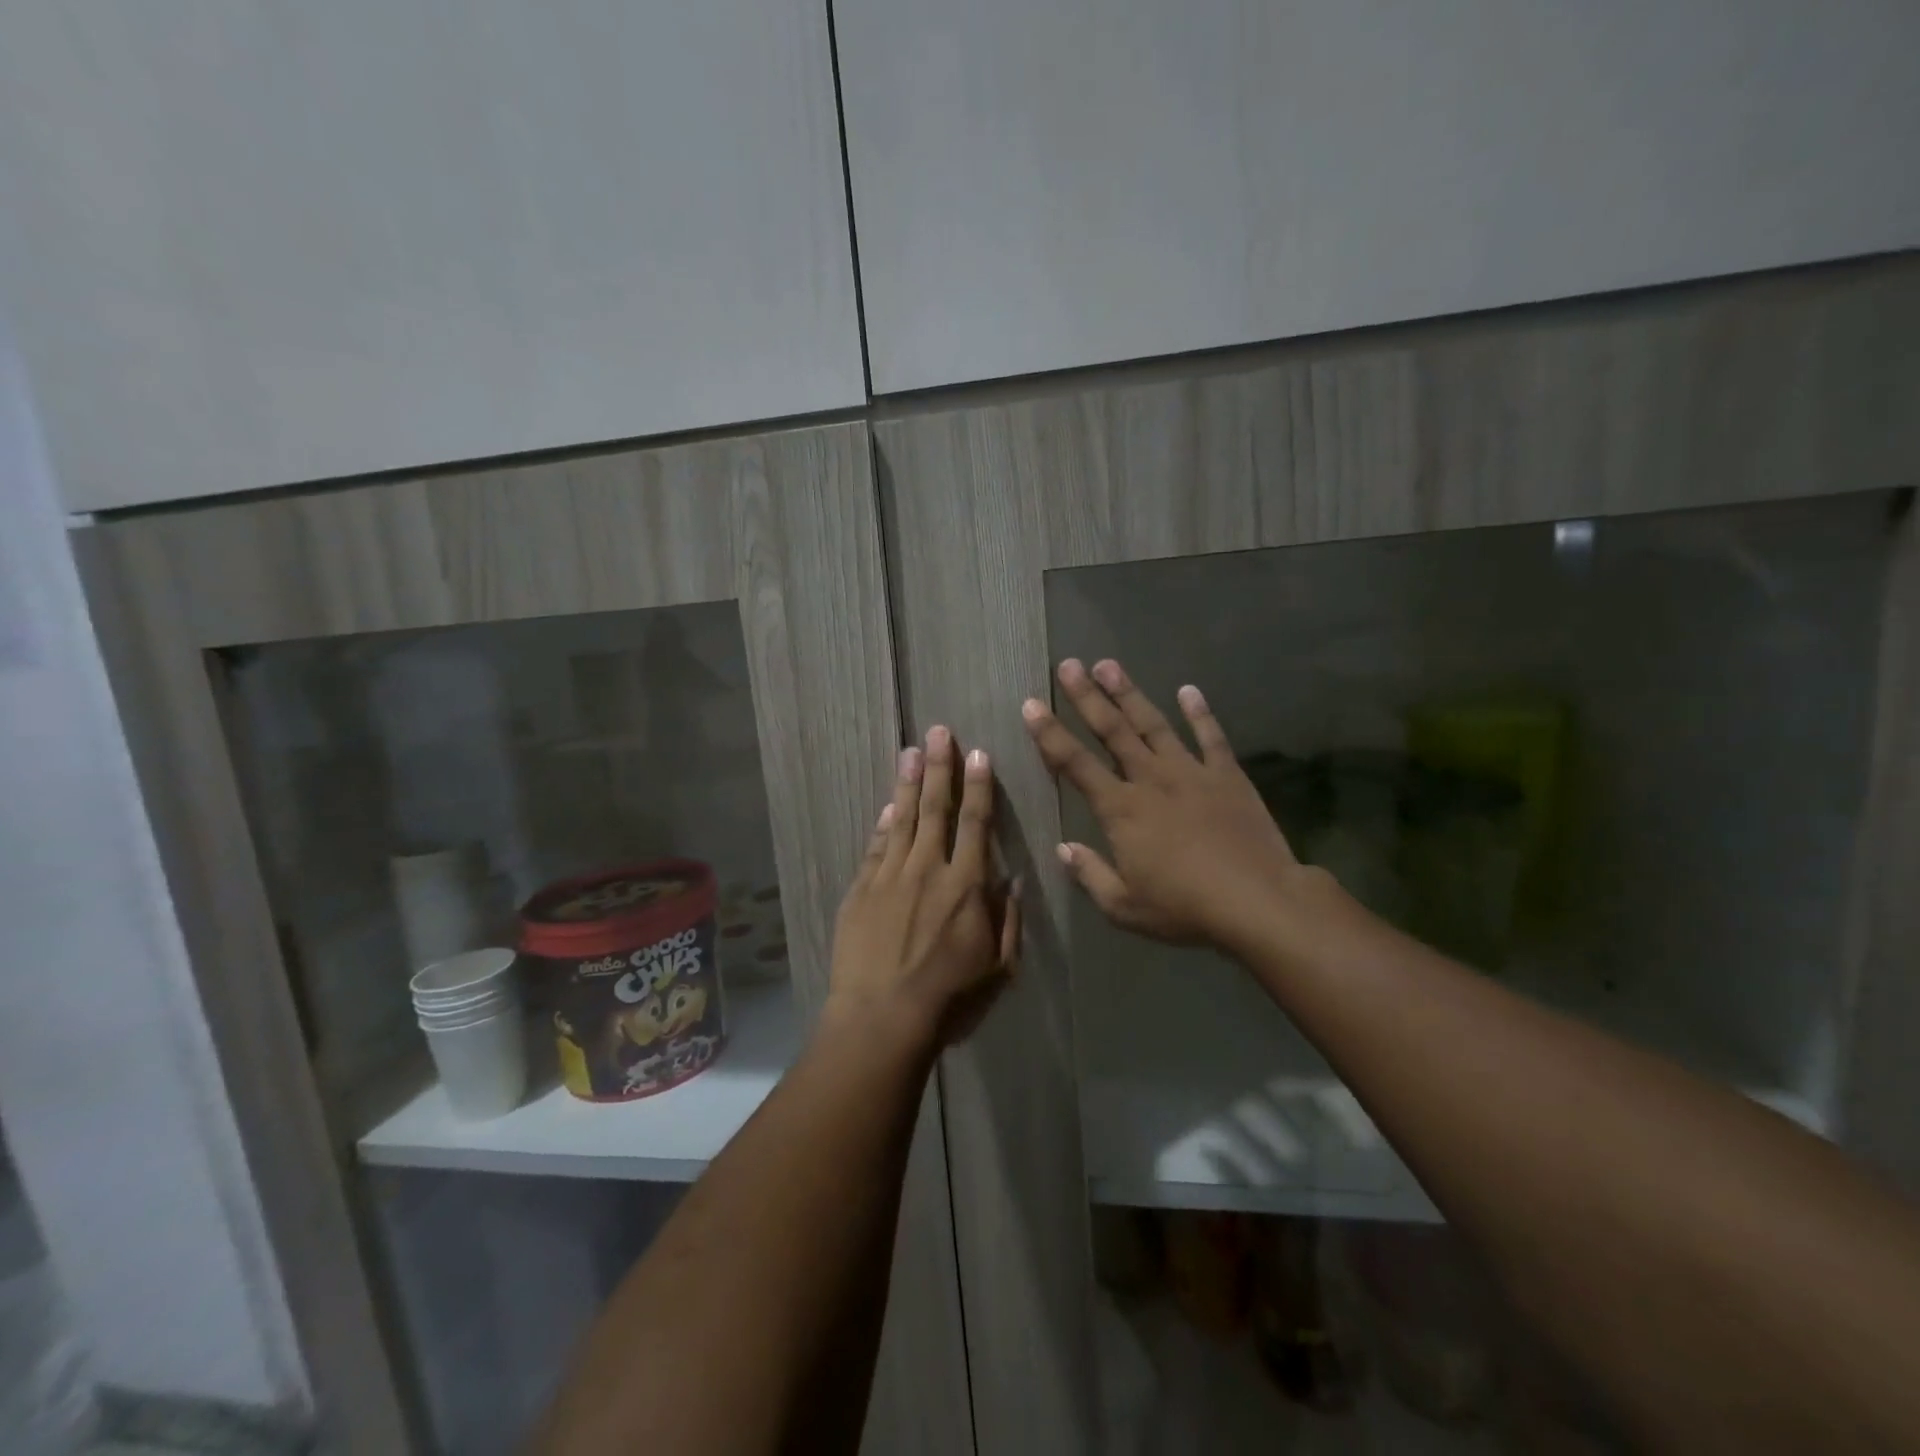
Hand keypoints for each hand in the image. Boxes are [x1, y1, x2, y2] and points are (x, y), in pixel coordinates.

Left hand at [828, 726, 1020, 1047]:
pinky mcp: (861, 891)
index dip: (979, 786)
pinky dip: (882, 825)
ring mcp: (889, 876)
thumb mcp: (999, 967)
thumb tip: (1013, 879)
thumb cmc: (951, 999)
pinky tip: (886, 807)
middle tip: (938, 732)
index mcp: (967, 885)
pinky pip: (875, 847)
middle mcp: (928, 869)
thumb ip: (1009, 919)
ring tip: (910, 751)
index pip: (976, 823)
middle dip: (939, 767)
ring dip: (907, 783)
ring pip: (901, 819)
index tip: (978, 754)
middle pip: (935, 808)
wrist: (882, 1019)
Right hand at [1023, 658, 1311, 948]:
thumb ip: (1090, 874)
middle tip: (1068, 665)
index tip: (1031, 704)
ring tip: (1109, 664)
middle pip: (1112, 730)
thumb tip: (1063, 849)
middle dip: (1086, 697)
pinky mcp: (1227, 776)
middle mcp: (1151, 779)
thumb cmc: (1184, 908)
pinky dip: (1199, 712)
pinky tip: (1188, 690)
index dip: (1050, 733)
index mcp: (1121, 809)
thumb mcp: (1124, 906)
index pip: (1075, 763)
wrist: (1258, 901)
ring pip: (1154, 724)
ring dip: (1129, 693)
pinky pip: (1211, 737)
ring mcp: (1191, 772)